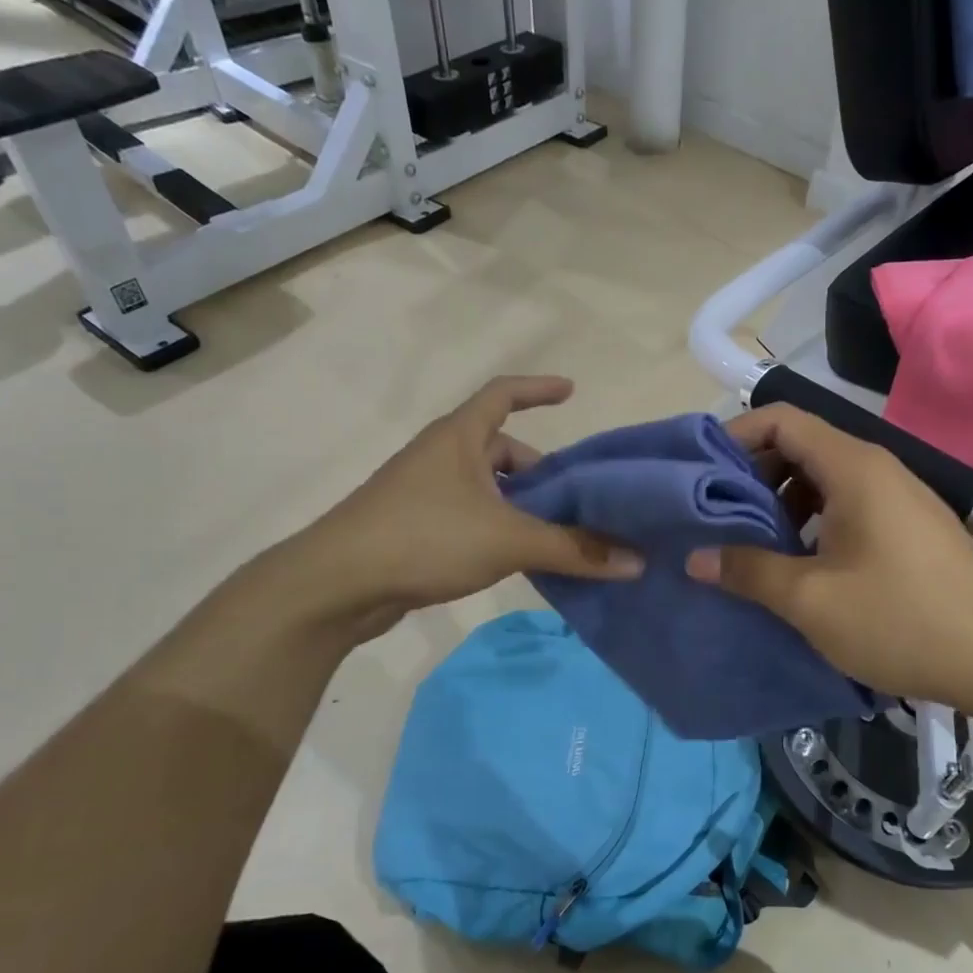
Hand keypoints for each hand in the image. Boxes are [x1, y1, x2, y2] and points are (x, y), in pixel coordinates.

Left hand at [283, 377, 641, 637]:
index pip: (503, 393)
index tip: (571, 391)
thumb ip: (574, 549)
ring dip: (521, 507)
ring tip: (557, 536)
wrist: (336, 584)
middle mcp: (441, 455)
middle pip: (501, 449)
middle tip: (577, 500)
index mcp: (459, 436)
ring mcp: (424, 492)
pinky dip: (499, 530)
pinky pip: (471, 517)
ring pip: (487, 489)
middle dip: (540, 472)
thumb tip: (636, 561)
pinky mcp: (415, 527)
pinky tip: (519, 560)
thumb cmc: (424, 537)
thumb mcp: (508, 540)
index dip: (538, 388)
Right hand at [686, 405, 972, 714]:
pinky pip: (846, 506)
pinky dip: (810, 521)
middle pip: (800, 446)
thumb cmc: (903, 621)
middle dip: (751, 474)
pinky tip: (796, 563)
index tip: (699, 474)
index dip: (735, 436)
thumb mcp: (812, 600)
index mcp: (854, 468)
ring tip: (748, 542)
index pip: (782, 419)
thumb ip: (748, 571)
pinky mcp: (908, 528)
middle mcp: (877, 469)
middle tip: (714, 514)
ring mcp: (897, 498)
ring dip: (780, 502)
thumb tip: (696, 557)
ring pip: (822, 479)